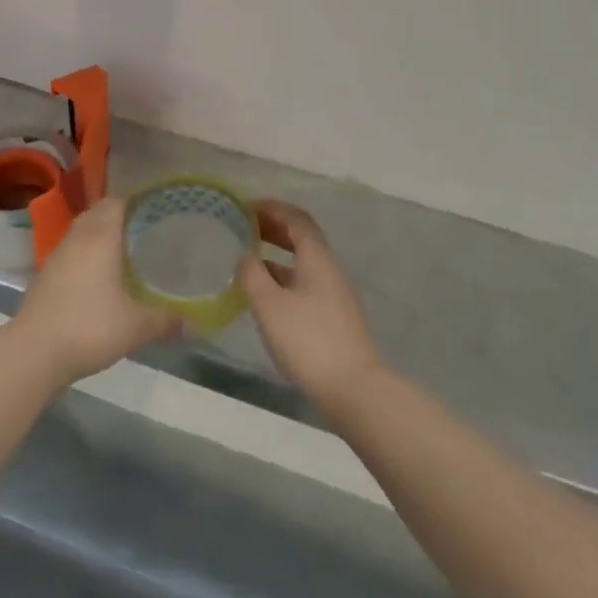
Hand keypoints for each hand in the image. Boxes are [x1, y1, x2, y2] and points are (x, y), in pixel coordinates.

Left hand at [9, 198, 180, 387]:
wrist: (34, 351)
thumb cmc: (89, 327)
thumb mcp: (136, 327)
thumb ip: (166, 321)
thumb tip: (194, 324)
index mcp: (100, 236)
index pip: (118, 202)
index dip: (138, 201)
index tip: (158, 209)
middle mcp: (78, 237)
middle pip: (99, 212)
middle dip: (121, 215)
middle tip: (147, 228)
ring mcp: (57, 255)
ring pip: (83, 231)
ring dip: (102, 234)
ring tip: (126, 249)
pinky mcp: (46, 274)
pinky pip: (72, 251)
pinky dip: (87, 253)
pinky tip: (100, 275)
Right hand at [240, 200, 384, 416]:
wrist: (354, 390)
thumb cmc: (308, 341)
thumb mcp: (269, 305)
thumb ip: (252, 274)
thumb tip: (245, 255)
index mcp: (317, 259)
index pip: (296, 220)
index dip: (272, 208)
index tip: (245, 207)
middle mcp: (329, 270)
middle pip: (302, 238)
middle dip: (273, 227)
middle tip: (244, 227)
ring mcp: (334, 294)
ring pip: (302, 262)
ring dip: (277, 253)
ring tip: (248, 258)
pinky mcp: (332, 317)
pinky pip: (304, 282)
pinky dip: (283, 276)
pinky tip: (265, 293)